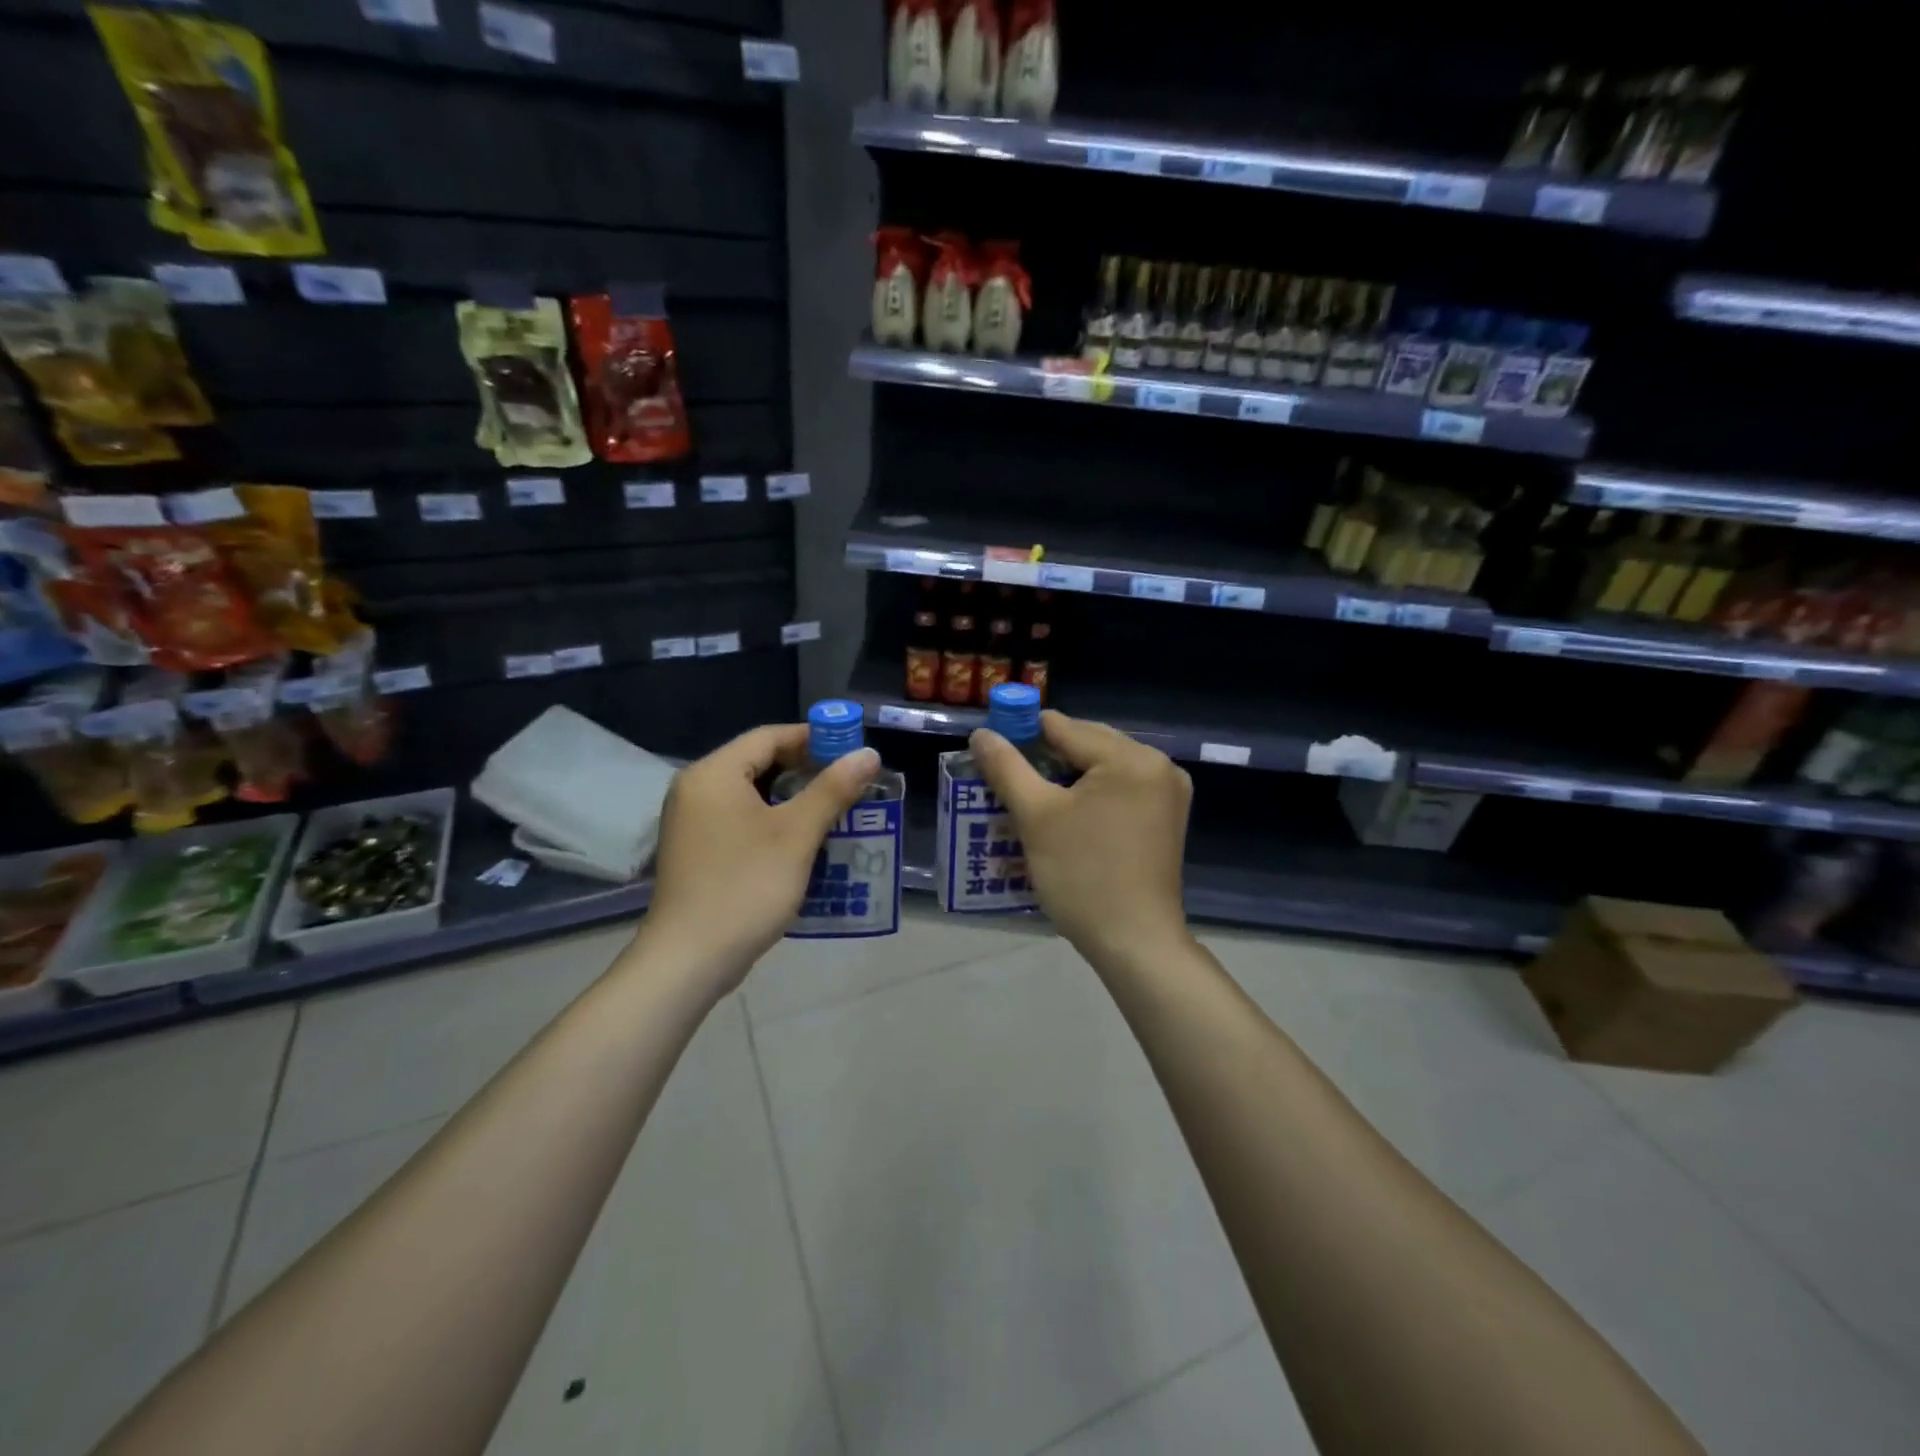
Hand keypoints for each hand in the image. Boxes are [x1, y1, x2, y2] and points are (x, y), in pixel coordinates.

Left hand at [638, 724, 879, 987]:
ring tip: (836, 811)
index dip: (814, 738)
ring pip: (752, 795)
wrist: (689, 960)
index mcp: (713, 774)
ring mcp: (692, 822)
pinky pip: (741, 820)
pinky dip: (773, 823)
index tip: (851, 752)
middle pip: (759, 763)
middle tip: (849, 783)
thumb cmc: (745, 887)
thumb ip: (833, 789)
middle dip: (807, 771)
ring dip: (794, 800)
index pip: (769, 736)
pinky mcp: (697, 851)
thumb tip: (868, 754)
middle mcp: (696, 789)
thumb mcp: (797, 835)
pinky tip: (805, 842)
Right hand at [968, 710, 1192, 964]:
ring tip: (1029, 798)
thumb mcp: (1036, 818)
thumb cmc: (1083, 876)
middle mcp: (1158, 765)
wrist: (1135, 942)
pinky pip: (1119, 789)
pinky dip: (1089, 795)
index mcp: (1132, 757)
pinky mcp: (1166, 817)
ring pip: (1102, 768)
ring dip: (1065, 778)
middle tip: (1007, 780)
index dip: (1022, 734)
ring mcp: (1168, 792)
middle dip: (1045, 757)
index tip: (991, 753)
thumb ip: (1007, 768)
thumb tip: (981, 734)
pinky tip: (1064, 815)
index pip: (1064, 727)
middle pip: (1087, 744)